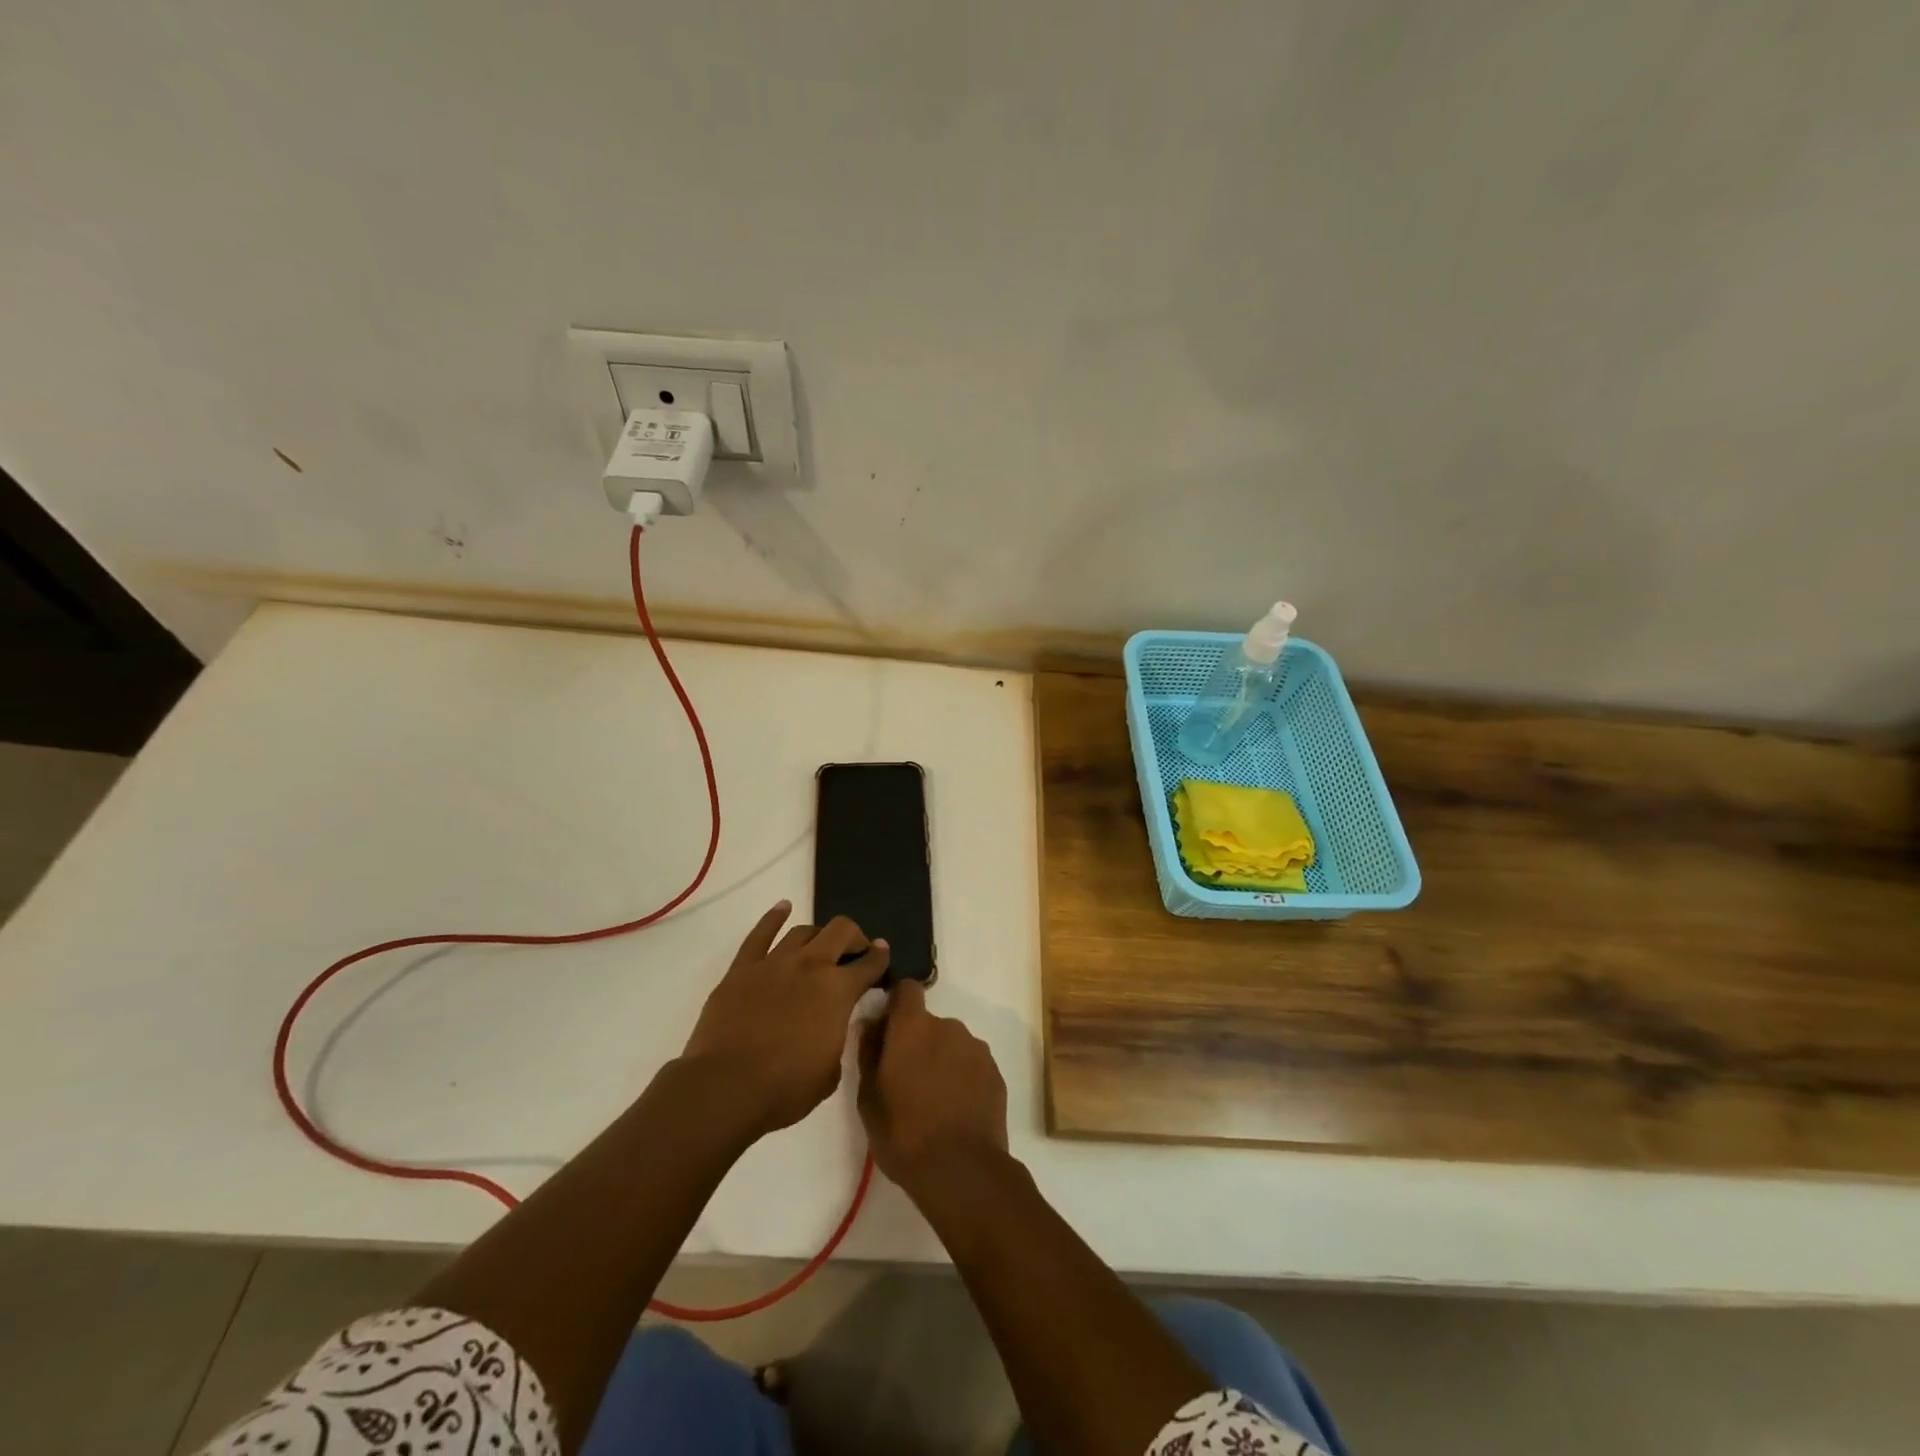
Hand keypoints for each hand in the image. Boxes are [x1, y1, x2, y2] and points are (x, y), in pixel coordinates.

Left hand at [680, 902, 889, 1137]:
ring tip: (821, 944)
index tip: (882, 955)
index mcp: (839, 991)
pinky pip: (760, 935)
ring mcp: (774, 963)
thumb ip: (837, 1039)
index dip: (880, 957)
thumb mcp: (831, 1072)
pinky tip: (783, 907)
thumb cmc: (785, 1089)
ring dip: (818, 934)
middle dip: (854, 937)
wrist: (726, 1088)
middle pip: (841, 931)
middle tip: (856, 950)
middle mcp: (811, 966)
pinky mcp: (742, 969)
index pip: (869, 964)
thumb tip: (833, 1027)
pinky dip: (774, 917)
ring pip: (803, 931)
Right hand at [857, 980, 1008, 1193]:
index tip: (888, 1029)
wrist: (962, 1171)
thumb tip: (869, 1024)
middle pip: (929, 1022)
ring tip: (933, 1100)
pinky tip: (955, 1110)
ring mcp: (976, 1048)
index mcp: (913, 1027)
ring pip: (951, 1043)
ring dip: (941, 1059)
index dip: (897, 1004)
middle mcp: (948, 1027)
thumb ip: (868, 1053)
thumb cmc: (904, 1134)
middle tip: (907, 1080)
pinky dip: (962, 1077)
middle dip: (918, 1041)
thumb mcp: (869, 1098)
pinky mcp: (995, 1072)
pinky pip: (971, 1064)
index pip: (906, 989)